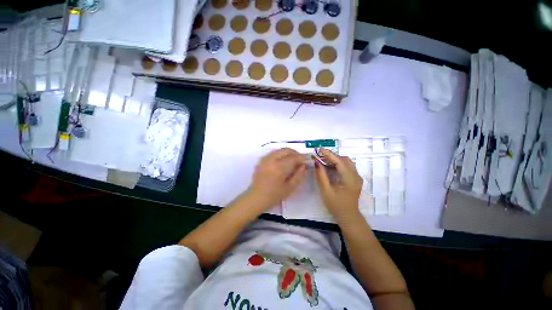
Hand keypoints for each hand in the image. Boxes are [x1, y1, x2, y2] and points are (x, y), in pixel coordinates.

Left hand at [248, 148, 306, 209]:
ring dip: (288, 153)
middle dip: (295, 153)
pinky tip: (283, 162)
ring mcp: (265, 159)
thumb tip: (304, 165)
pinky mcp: (261, 160)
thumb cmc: (274, 195)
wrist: (256, 197)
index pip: (294, 158)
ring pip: (279, 150)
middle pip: (286, 150)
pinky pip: (273, 153)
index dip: (302, 157)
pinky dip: (280, 154)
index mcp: (279, 167)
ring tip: (292, 161)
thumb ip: (298, 175)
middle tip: (300, 160)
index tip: (307, 160)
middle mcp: (271, 159)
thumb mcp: (290, 187)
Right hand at [314, 148, 363, 222]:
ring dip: (335, 159)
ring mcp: (357, 177)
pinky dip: (338, 164)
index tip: (319, 149)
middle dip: (332, 156)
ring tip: (323, 160)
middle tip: (320, 156)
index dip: (329, 154)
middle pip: (345, 160)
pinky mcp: (355, 179)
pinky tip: (330, 167)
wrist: (348, 216)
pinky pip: (347, 167)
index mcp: (350, 179)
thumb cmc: (336, 205)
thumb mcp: (326, 190)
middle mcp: (356, 176)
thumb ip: (321, 175)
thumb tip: (316, 162)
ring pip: (347, 162)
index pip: (340, 161)